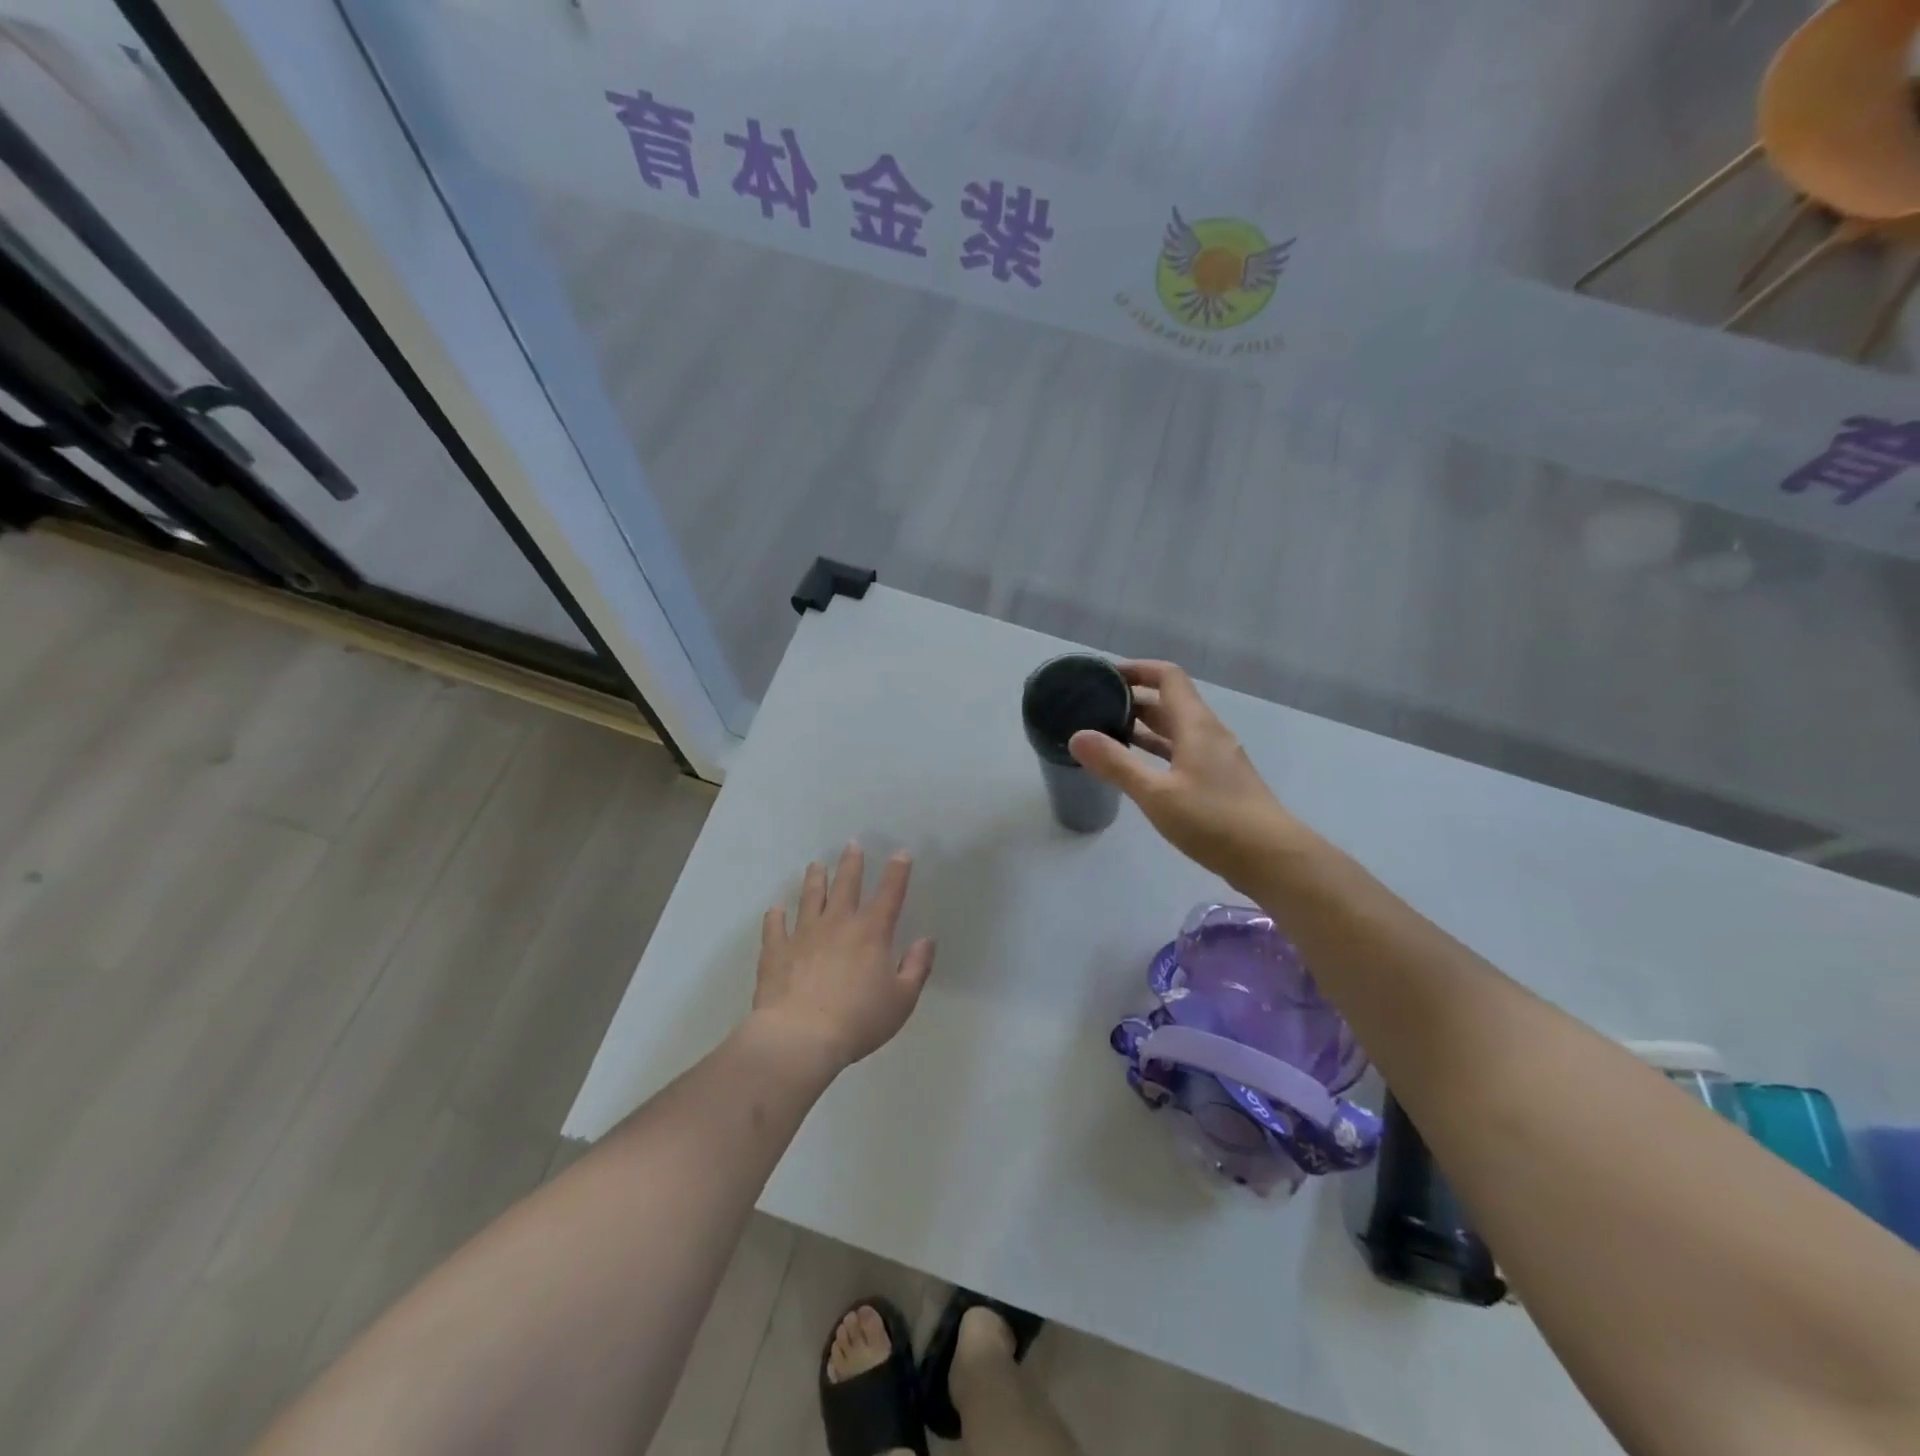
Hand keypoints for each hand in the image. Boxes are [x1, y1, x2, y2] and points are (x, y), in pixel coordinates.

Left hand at [752, 842, 936, 1071]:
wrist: (800, 1038)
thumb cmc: (858, 1020)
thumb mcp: (901, 1001)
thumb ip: (916, 968)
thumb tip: (927, 941)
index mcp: (871, 933)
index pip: (889, 894)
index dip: (897, 872)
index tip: (901, 852)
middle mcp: (837, 924)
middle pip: (846, 886)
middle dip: (851, 864)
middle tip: (852, 844)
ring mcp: (803, 935)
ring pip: (810, 898)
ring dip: (814, 880)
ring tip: (815, 865)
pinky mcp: (776, 951)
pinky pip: (774, 928)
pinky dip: (775, 917)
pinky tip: (775, 909)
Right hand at [1069, 660, 1299, 892]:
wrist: (1272, 858)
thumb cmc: (1213, 820)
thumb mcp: (1156, 793)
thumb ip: (1116, 764)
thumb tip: (1078, 736)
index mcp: (1196, 725)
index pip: (1168, 677)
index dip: (1137, 669)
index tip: (1105, 675)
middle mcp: (1209, 733)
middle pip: (1170, 702)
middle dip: (1134, 699)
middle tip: (1096, 706)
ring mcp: (1217, 758)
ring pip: (1176, 729)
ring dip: (1145, 726)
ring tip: (1108, 733)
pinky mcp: (1220, 781)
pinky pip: (1182, 752)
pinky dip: (1158, 750)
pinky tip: (1139, 768)